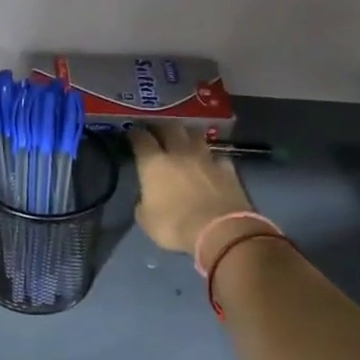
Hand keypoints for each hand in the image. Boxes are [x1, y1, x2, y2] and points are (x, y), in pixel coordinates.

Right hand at [129, 124, 252, 258]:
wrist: (219, 231)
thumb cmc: (174, 226)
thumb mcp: (146, 219)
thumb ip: (144, 202)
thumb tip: (147, 197)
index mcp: (154, 163)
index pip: (141, 139)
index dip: (135, 134)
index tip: (131, 133)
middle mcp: (179, 153)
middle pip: (170, 127)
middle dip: (161, 127)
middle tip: (156, 132)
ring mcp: (206, 158)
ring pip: (195, 135)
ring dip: (187, 135)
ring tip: (183, 141)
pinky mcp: (228, 168)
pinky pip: (216, 155)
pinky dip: (210, 157)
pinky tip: (209, 163)